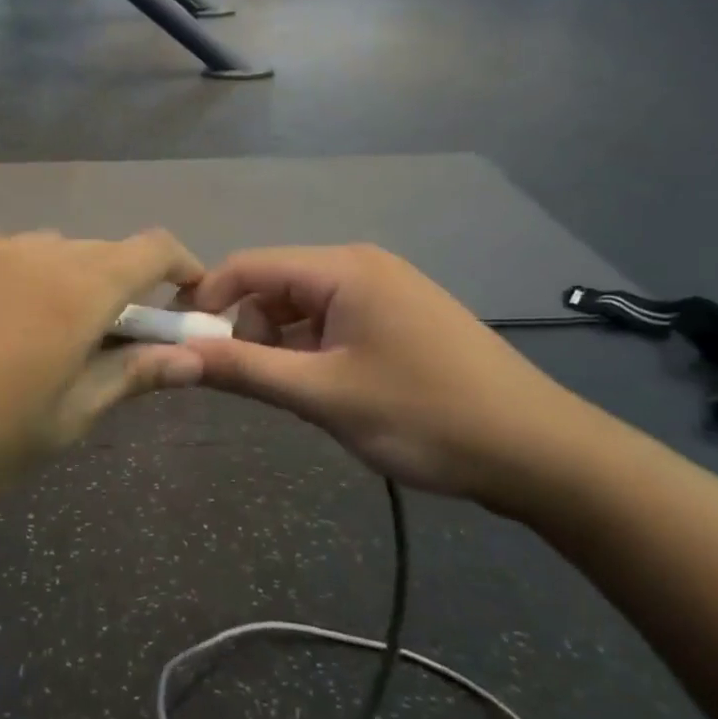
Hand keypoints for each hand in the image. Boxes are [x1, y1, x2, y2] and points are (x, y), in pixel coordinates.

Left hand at [0, 230, 205, 520]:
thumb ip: (129, 378)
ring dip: (57, 280)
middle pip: (95, 251)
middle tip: (103, 339)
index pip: (151, 249)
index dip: (180, 266)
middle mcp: (28, 251)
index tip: (184, 299)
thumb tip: (190, 359)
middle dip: (116, 286)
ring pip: (39, 250)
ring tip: (32, 335)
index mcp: (74, 290)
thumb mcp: (62, 423)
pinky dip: (4, 276)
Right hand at [184, 245, 594, 504]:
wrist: (540, 453)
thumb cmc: (425, 416)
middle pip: (274, 285)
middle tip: (245, 383)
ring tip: (291, 395)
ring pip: (302, 308)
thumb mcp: (325, 395)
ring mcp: (384, 292)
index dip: (206, 299)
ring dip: (280, 345)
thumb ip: (246, 369)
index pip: (248, 265)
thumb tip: (177, 355)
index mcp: (342, 268)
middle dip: (246, 328)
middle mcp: (360, 266)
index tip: (179, 344)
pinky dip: (311, 352)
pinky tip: (323, 390)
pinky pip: (332, 324)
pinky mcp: (399, 319)